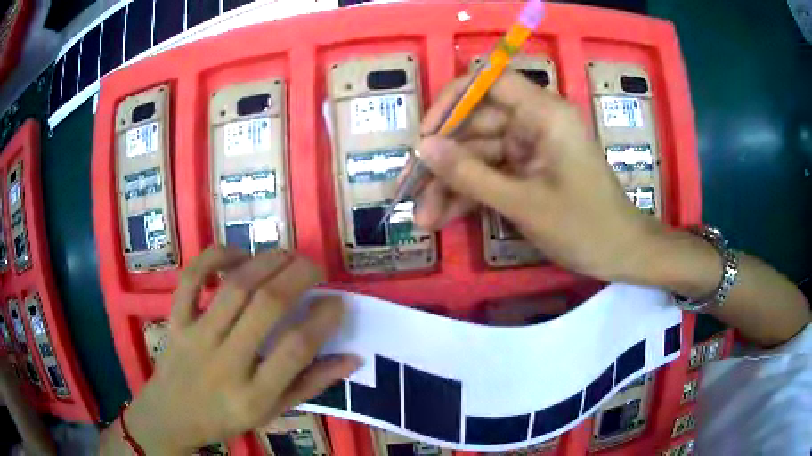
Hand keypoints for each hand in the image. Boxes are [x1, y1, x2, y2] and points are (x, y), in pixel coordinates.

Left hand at [125, 247, 360, 454]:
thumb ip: (311, 385)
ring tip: (287, 255)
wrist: (172, 415)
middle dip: (298, 277)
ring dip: (265, 262)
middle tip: (316, 267)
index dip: (322, 319)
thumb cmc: (226, 417)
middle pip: (265, 307)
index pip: (295, 350)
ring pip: (233, 287)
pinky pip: (191, 279)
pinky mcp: (176, 320)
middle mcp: (225, 362)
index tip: (337, 301)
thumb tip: (352, 357)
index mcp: (254, 394)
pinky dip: (213, 258)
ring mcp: (196, 337)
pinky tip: (237, 255)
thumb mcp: (272, 412)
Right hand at [412, 72, 665, 281]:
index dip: (452, 100)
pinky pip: (492, 174)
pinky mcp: (530, 171)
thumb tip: (424, 148)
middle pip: (477, 126)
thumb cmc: (584, 226)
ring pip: (480, 156)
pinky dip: (470, 195)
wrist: (621, 254)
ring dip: (451, 186)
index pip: (489, 81)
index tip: (427, 134)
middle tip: (412, 193)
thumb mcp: (523, 203)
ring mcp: (532, 148)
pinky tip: (444, 218)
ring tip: (424, 219)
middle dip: (444, 162)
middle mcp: (535, 122)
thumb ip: (471, 174)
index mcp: (544, 113)